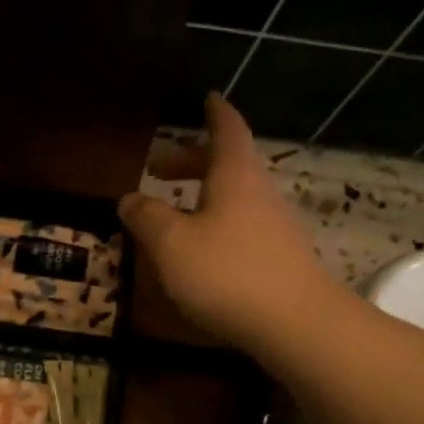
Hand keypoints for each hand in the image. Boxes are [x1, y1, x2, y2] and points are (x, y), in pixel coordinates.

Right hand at [118, 92, 335, 371]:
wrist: (295, 324)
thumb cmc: (226, 273)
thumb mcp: (170, 244)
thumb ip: (146, 217)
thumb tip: (128, 198)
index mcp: (234, 176)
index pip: (227, 130)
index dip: (214, 113)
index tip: (206, 99)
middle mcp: (259, 193)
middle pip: (227, 163)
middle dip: (192, 160)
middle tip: (158, 169)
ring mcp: (275, 227)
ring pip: (235, 197)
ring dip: (203, 196)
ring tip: (173, 214)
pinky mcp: (280, 259)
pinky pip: (242, 227)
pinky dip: (216, 224)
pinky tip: (199, 252)